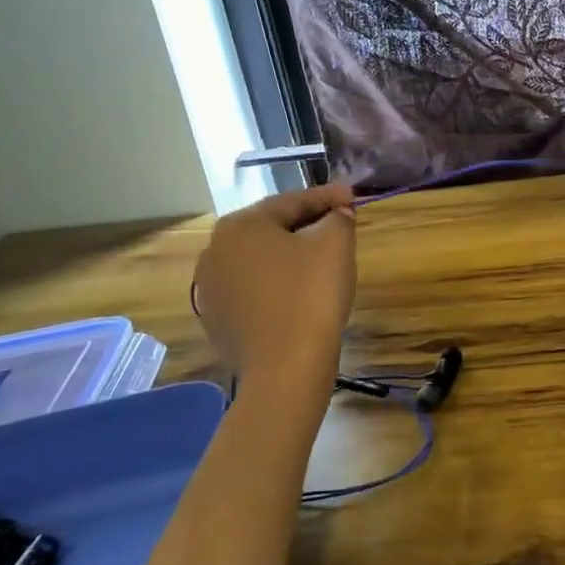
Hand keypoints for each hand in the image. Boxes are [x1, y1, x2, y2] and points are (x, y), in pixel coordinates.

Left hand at [192, 186, 355, 380]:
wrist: (285, 368)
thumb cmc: (311, 295)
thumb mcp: (336, 245)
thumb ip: (338, 218)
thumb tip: (337, 214)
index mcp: (241, 224)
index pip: (292, 201)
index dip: (328, 197)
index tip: (354, 196)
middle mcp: (215, 249)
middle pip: (271, 228)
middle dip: (307, 224)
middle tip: (340, 224)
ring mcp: (211, 287)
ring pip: (260, 260)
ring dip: (290, 255)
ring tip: (321, 259)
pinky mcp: (217, 318)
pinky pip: (254, 289)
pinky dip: (277, 284)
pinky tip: (299, 293)